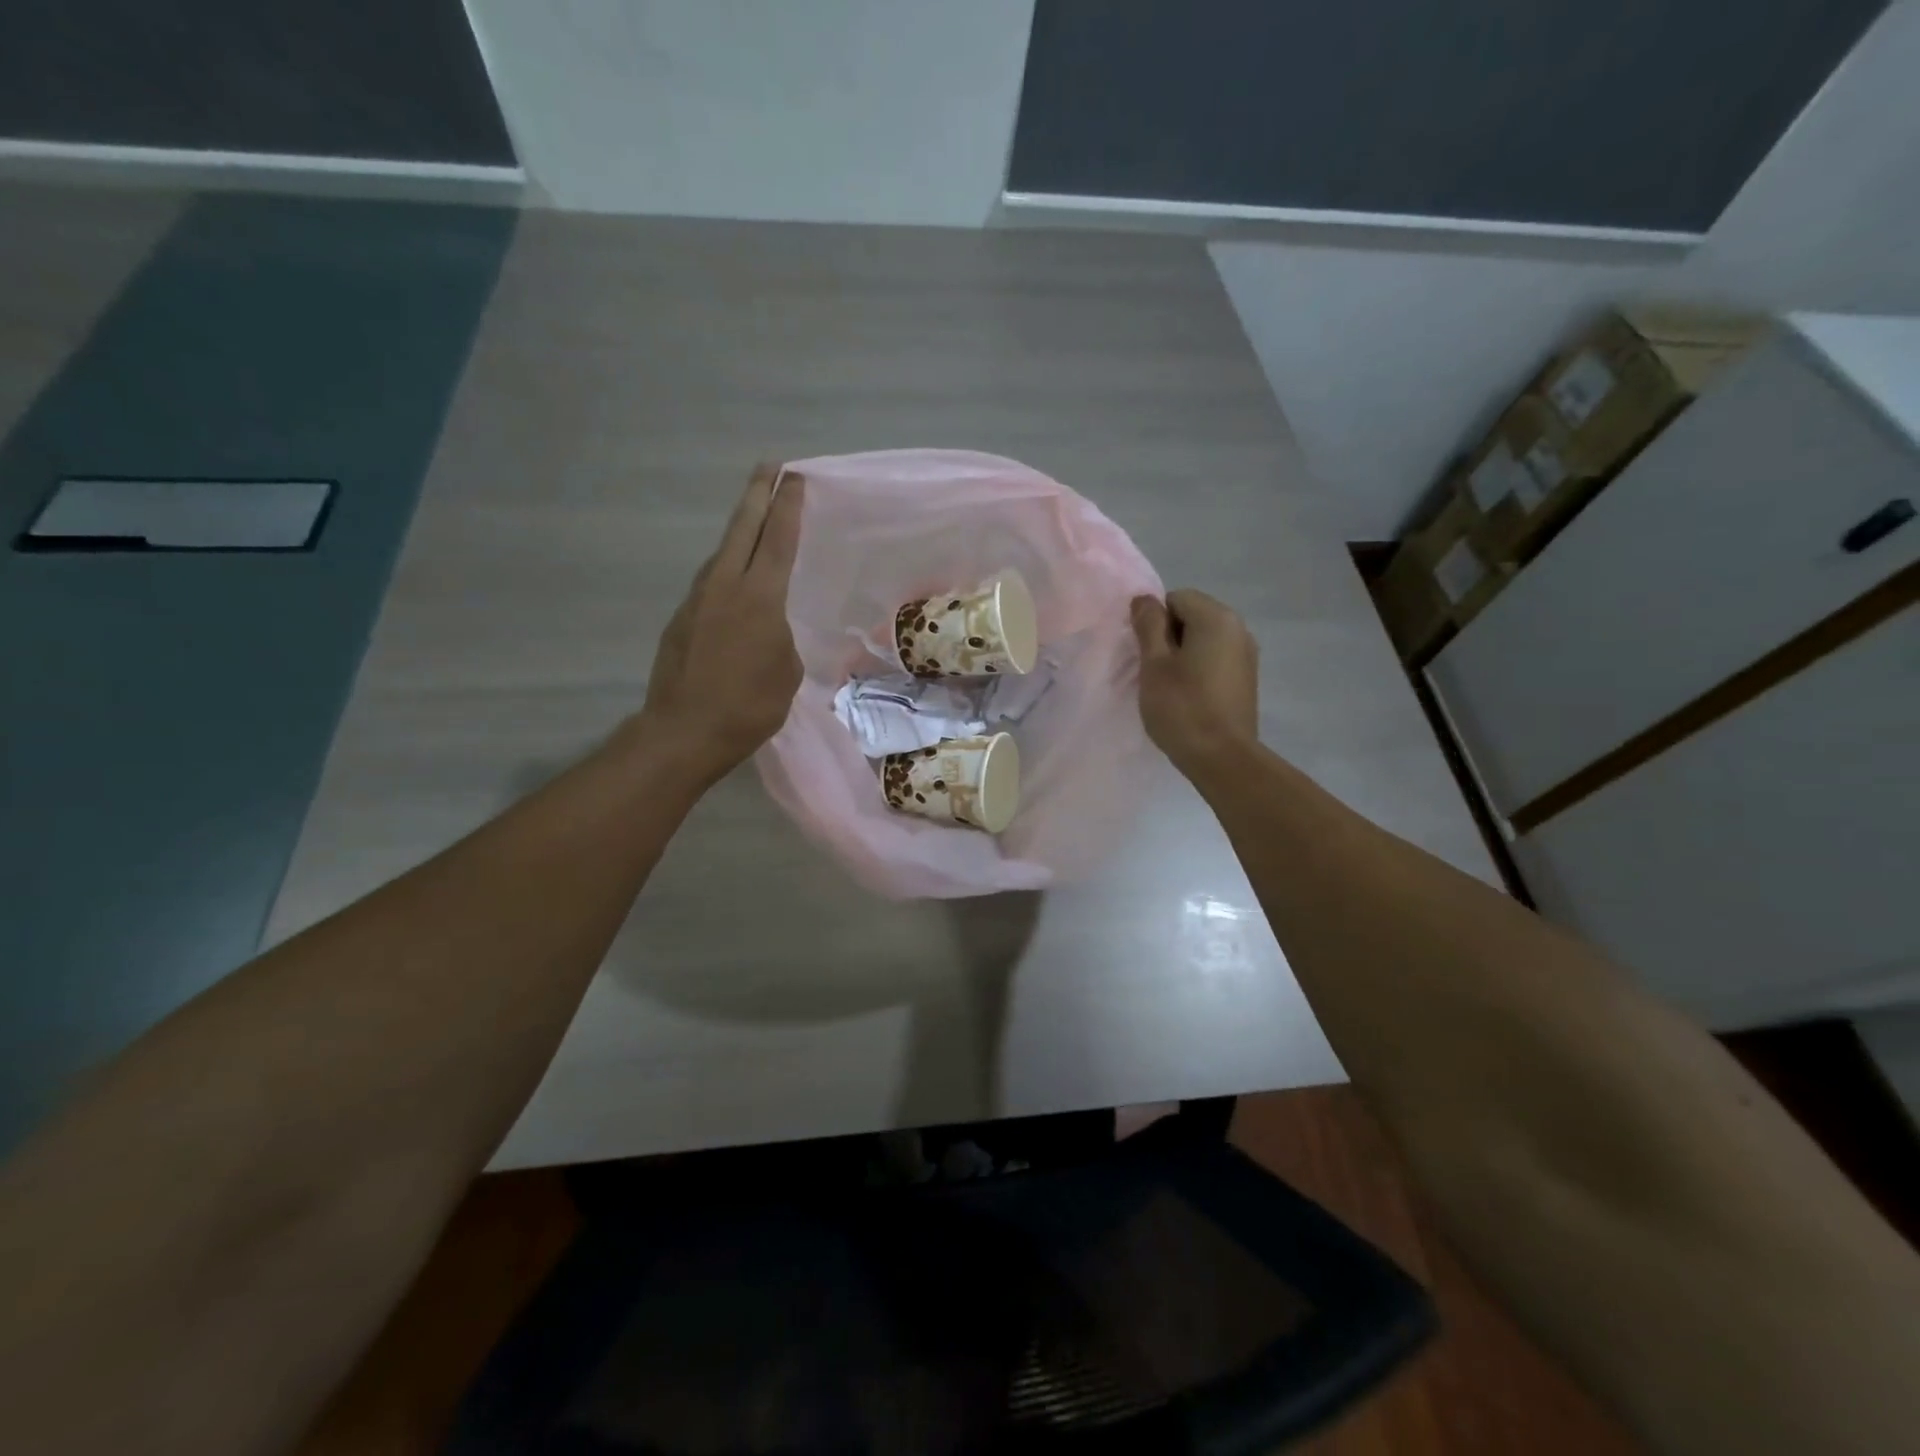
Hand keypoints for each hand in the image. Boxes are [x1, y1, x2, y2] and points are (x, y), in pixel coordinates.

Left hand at [637, 464, 804, 783]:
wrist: (684, 731)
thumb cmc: (749, 706)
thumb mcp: (786, 672)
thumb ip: (780, 638)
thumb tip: (768, 629)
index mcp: (760, 598)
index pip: (778, 540)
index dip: (787, 507)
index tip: (794, 478)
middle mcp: (725, 586)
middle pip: (742, 528)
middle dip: (757, 495)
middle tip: (769, 467)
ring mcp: (697, 600)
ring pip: (721, 553)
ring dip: (739, 532)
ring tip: (754, 522)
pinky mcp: (680, 619)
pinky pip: (710, 583)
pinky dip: (726, 569)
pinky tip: (734, 582)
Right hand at [1131, 589, 1258, 774]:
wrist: (1222, 758)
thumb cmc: (1182, 707)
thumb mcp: (1154, 664)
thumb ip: (1148, 626)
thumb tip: (1145, 600)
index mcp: (1216, 618)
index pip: (1175, 598)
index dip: (1153, 622)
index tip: (1144, 653)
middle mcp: (1238, 628)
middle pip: (1192, 616)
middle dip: (1168, 637)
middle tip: (1152, 670)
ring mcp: (1247, 654)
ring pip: (1204, 640)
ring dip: (1182, 654)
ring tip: (1168, 686)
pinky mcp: (1247, 678)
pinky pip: (1215, 659)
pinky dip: (1198, 668)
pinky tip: (1188, 696)